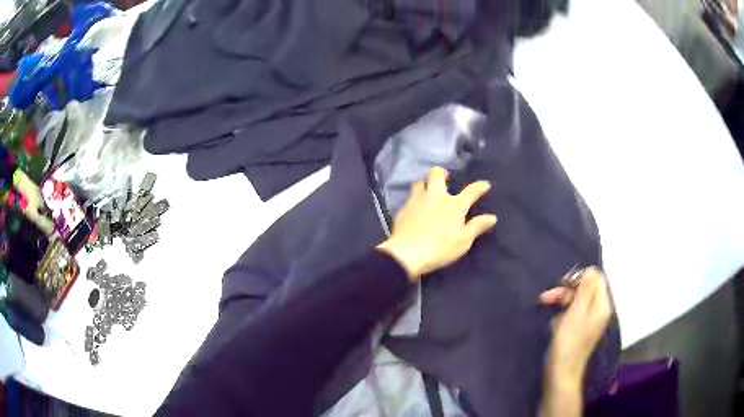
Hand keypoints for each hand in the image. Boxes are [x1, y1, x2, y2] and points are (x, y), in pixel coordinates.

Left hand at [377, 167, 496, 280]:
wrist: (407, 253)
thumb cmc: (440, 248)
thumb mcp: (463, 241)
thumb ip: (477, 227)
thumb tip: (492, 217)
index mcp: (454, 205)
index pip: (471, 191)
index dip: (480, 186)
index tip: (485, 184)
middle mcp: (436, 196)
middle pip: (436, 174)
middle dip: (441, 172)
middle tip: (445, 177)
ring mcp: (417, 200)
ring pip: (420, 182)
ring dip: (425, 183)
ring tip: (428, 190)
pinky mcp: (404, 209)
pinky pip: (410, 197)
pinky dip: (415, 199)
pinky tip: (416, 207)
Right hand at [539, 267, 613, 385]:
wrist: (561, 373)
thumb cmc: (567, 343)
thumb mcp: (575, 313)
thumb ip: (585, 290)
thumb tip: (591, 270)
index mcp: (602, 305)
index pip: (597, 278)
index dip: (580, 276)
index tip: (563, 283)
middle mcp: (599, 310)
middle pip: (587, 288)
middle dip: (567, 289)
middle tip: (547, 296)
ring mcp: (591, 320)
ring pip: (579, 299)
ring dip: (562, 299)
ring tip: (544, 304)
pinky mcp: (582, 328)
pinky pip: (575, 311)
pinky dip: (563, 312)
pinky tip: (553, 320)